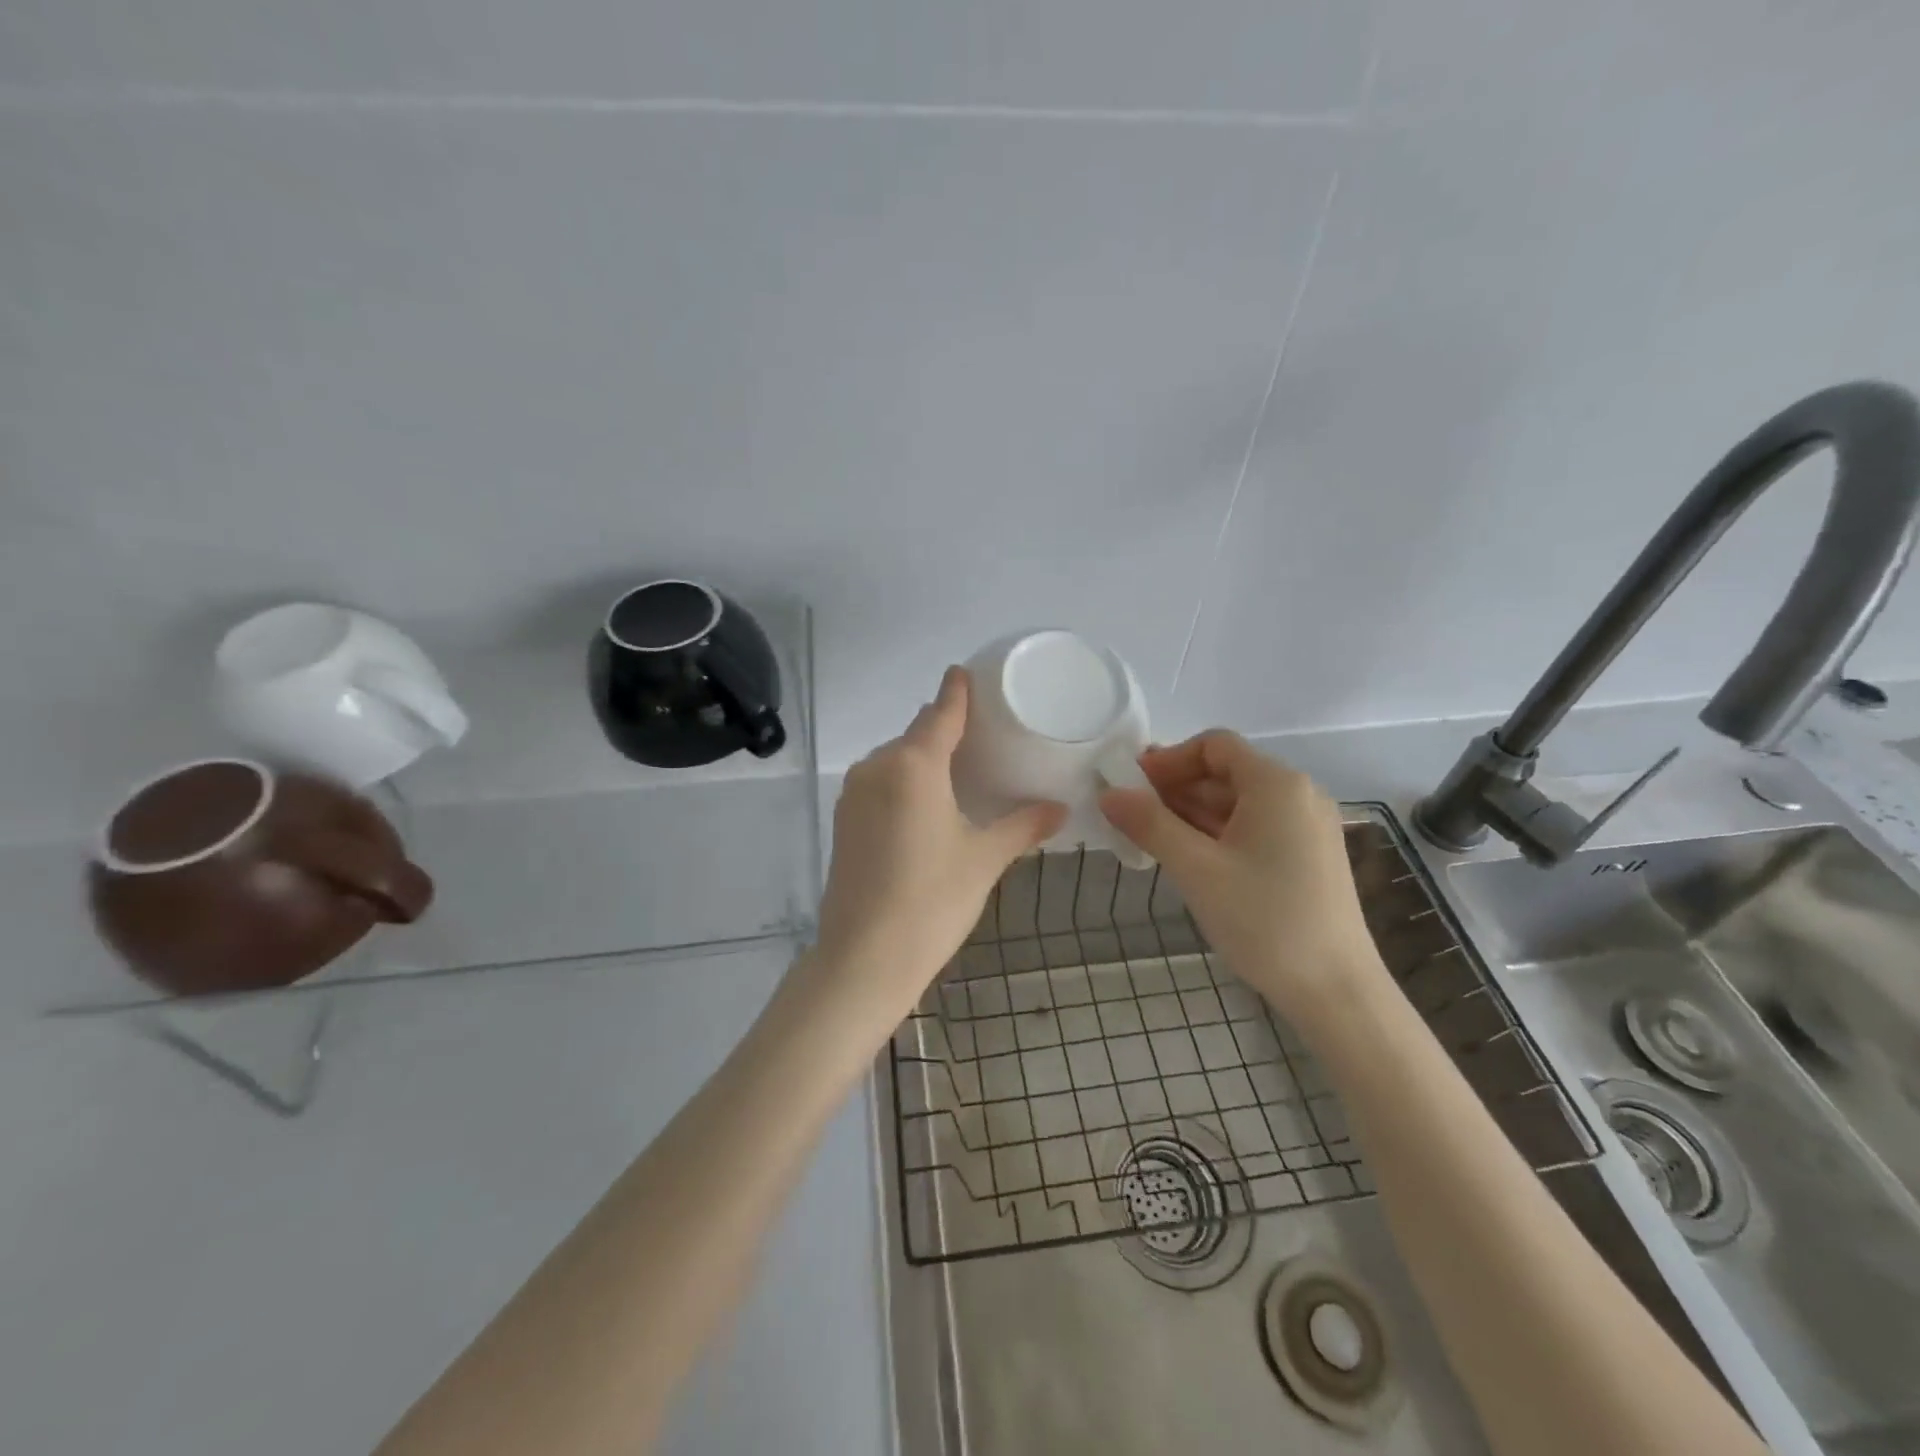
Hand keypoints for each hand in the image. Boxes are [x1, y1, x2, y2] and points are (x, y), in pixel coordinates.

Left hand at [809, 668, 1066, 1035]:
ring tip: (958, 771)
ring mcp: (854, 794)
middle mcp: (877, 767)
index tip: (966, 673)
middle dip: (944, 728)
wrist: (863, 959)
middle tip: (982, 735)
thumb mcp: (984, 859)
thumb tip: (1059, 809)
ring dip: (922, 757)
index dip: (956, 692)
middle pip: (916, 734)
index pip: (940, 712)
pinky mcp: (843, 820)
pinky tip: (925, 804)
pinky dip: (904, 782)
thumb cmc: (931, 901)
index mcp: (913, 765)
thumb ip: (1022, 826)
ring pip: (895, 759)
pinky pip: (880, 783)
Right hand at [1099, 730, 1387, 1030]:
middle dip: (1175, 789)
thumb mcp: (1196, 869)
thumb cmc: (1263, 920)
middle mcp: (1298, 794)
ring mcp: (1307, 827)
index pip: (1213, 746)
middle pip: (1225, 773)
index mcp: (1277, 784)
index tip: (1132, 788)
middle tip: (1132, 817)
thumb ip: (1149, 824)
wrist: (1335, 991)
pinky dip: (1217, 834)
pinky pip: (1253, 828)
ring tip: (1151, 840)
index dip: (1168, 760)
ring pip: (1237, 803)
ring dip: (1191, 814)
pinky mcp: (1308, 856)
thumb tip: (1109, 793)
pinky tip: (1189, 859)